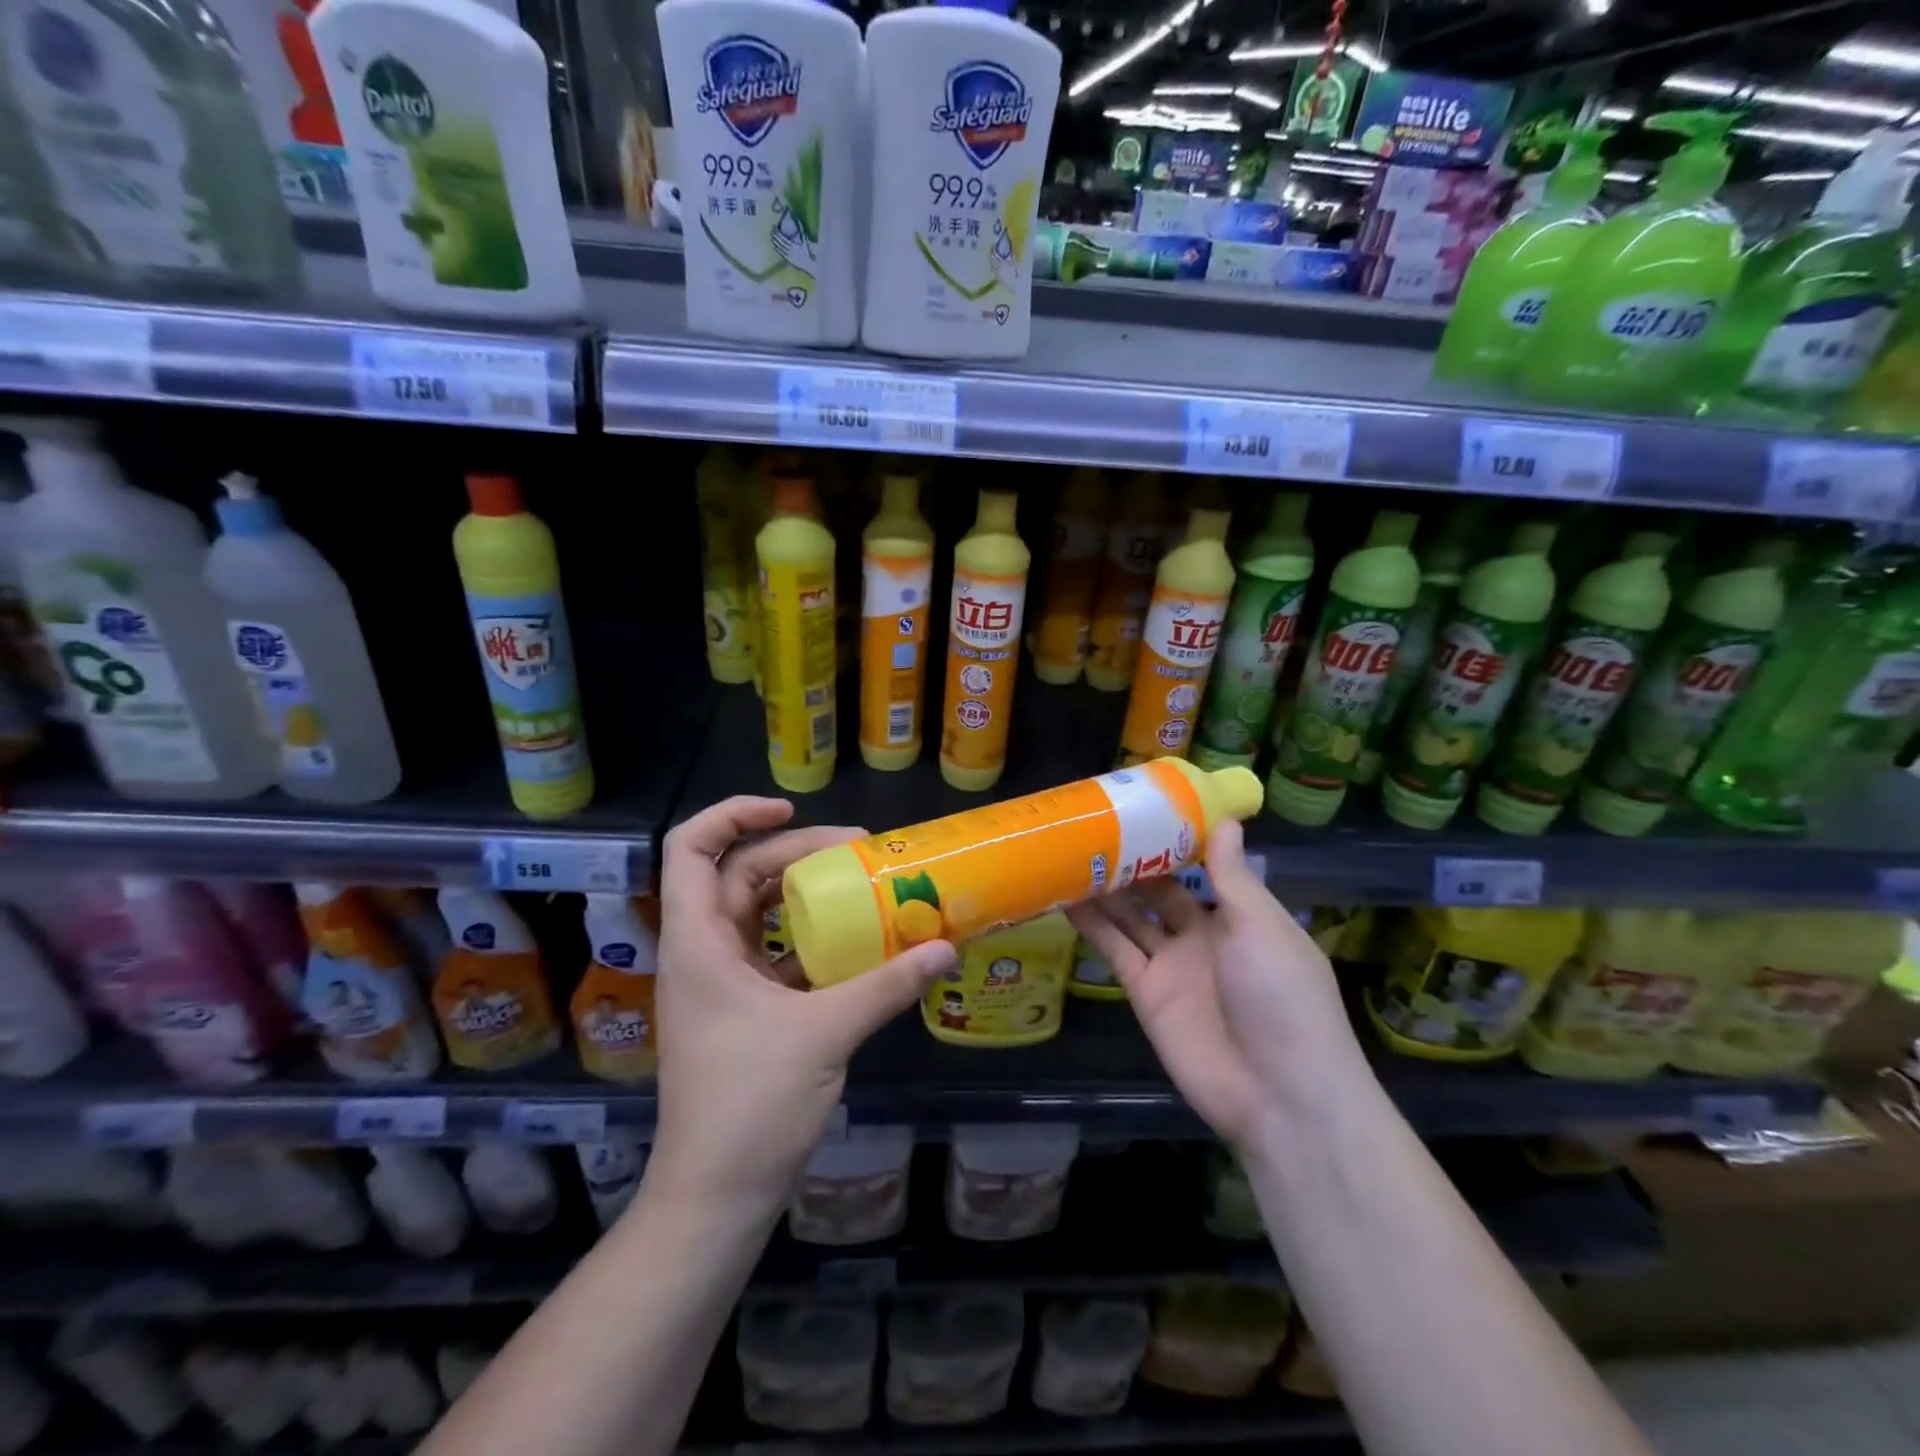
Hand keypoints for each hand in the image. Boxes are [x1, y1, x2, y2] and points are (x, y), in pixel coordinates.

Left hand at [651, 797, 957, 1218]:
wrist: (716, 1199)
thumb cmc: (751, 1106)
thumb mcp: (826, 1034)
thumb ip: (886, 985)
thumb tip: (946, 947)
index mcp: (698, 943)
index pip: (690, 849)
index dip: (733, 815)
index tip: (790, 810)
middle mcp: (703, 952)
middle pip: (739, 874)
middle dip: (796, 852)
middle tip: (859, 852)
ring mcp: (722, 983)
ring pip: (759, 913)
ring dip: (805, 895)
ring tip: (862, 886)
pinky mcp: (744, 1011)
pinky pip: (777, 953)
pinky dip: (813, 939)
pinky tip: (857, 944)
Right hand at [1066, 820, 1370, 1150]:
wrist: (1279, 1095)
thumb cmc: (1282, 997)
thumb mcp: (1260, 927)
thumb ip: (1232, 876)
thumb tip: (1226, 820)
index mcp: (1242, 916)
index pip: (1204, 867)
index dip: (1176, 839)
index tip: (1145, 805)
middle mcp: (1204, 935)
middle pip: (1161, 890)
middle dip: (1133, 860)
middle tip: (1094, 823)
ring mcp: (1172, 965)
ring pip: (1132, 916)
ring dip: (1105, 888)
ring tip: (1070, 851)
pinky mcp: (1145, 992)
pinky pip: (1115, 950)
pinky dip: (1092, 925)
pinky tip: (1065, 896)